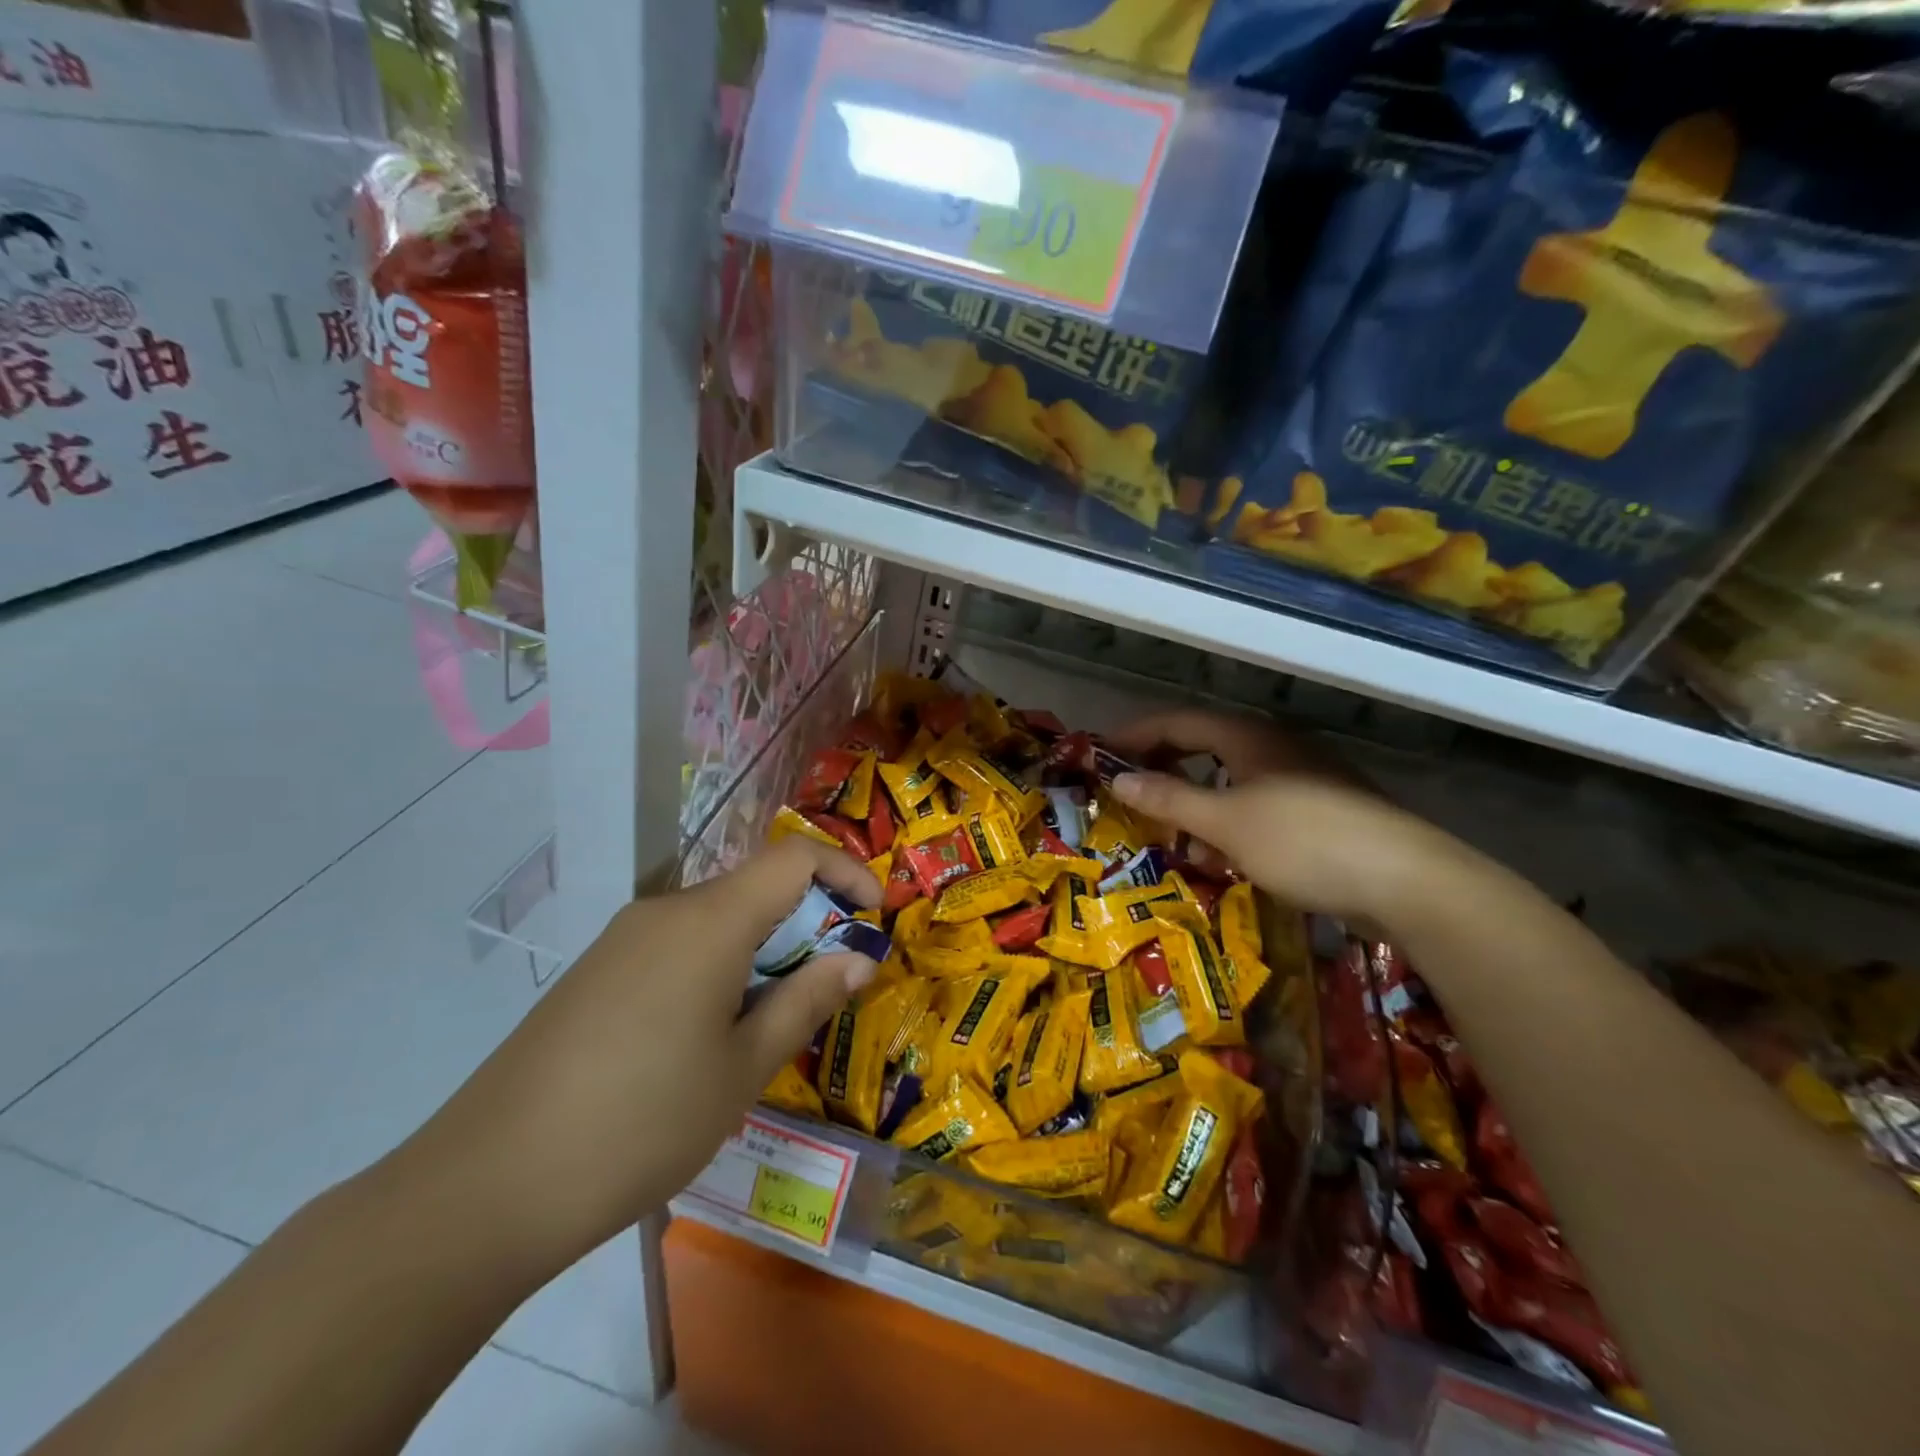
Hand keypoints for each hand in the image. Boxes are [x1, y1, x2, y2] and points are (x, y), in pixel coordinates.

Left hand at [386, 837, 879, 1274]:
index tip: (876, 916)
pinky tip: (709, 1036)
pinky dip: (719, 967)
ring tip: (773, 1022)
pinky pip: (679, 946)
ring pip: (718, 920)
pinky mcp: (597, 972)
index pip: (794, 857)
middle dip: (808, 924)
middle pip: (756, 888)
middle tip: (831, 987)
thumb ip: (807, 1000)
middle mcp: (666, 911)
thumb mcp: (743, 1068)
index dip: (846, 872)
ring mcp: (623, 940)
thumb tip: (858, 958)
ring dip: (763, 951)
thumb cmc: (640, 1123)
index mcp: (709, 920)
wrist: (484, 1189)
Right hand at [1107, 708, 1465, 923]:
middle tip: (1128, 786)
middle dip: (1163, 762)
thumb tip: (1119, 779)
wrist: (1407, 881)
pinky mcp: (1322, 809)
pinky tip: (1222, 853)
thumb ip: (1169, 799)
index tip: (1100, 752)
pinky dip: (1227, 818)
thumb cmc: (1303, 841)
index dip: (1135, 733)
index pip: (1178, 722)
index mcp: (1248, 737)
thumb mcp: (1225, 823)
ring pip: (1232, 776)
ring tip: (1167, 824)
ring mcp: (1303, 776)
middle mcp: (1275, 746)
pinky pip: (1257, 803)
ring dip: (1194, 794)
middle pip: (1204, 743)